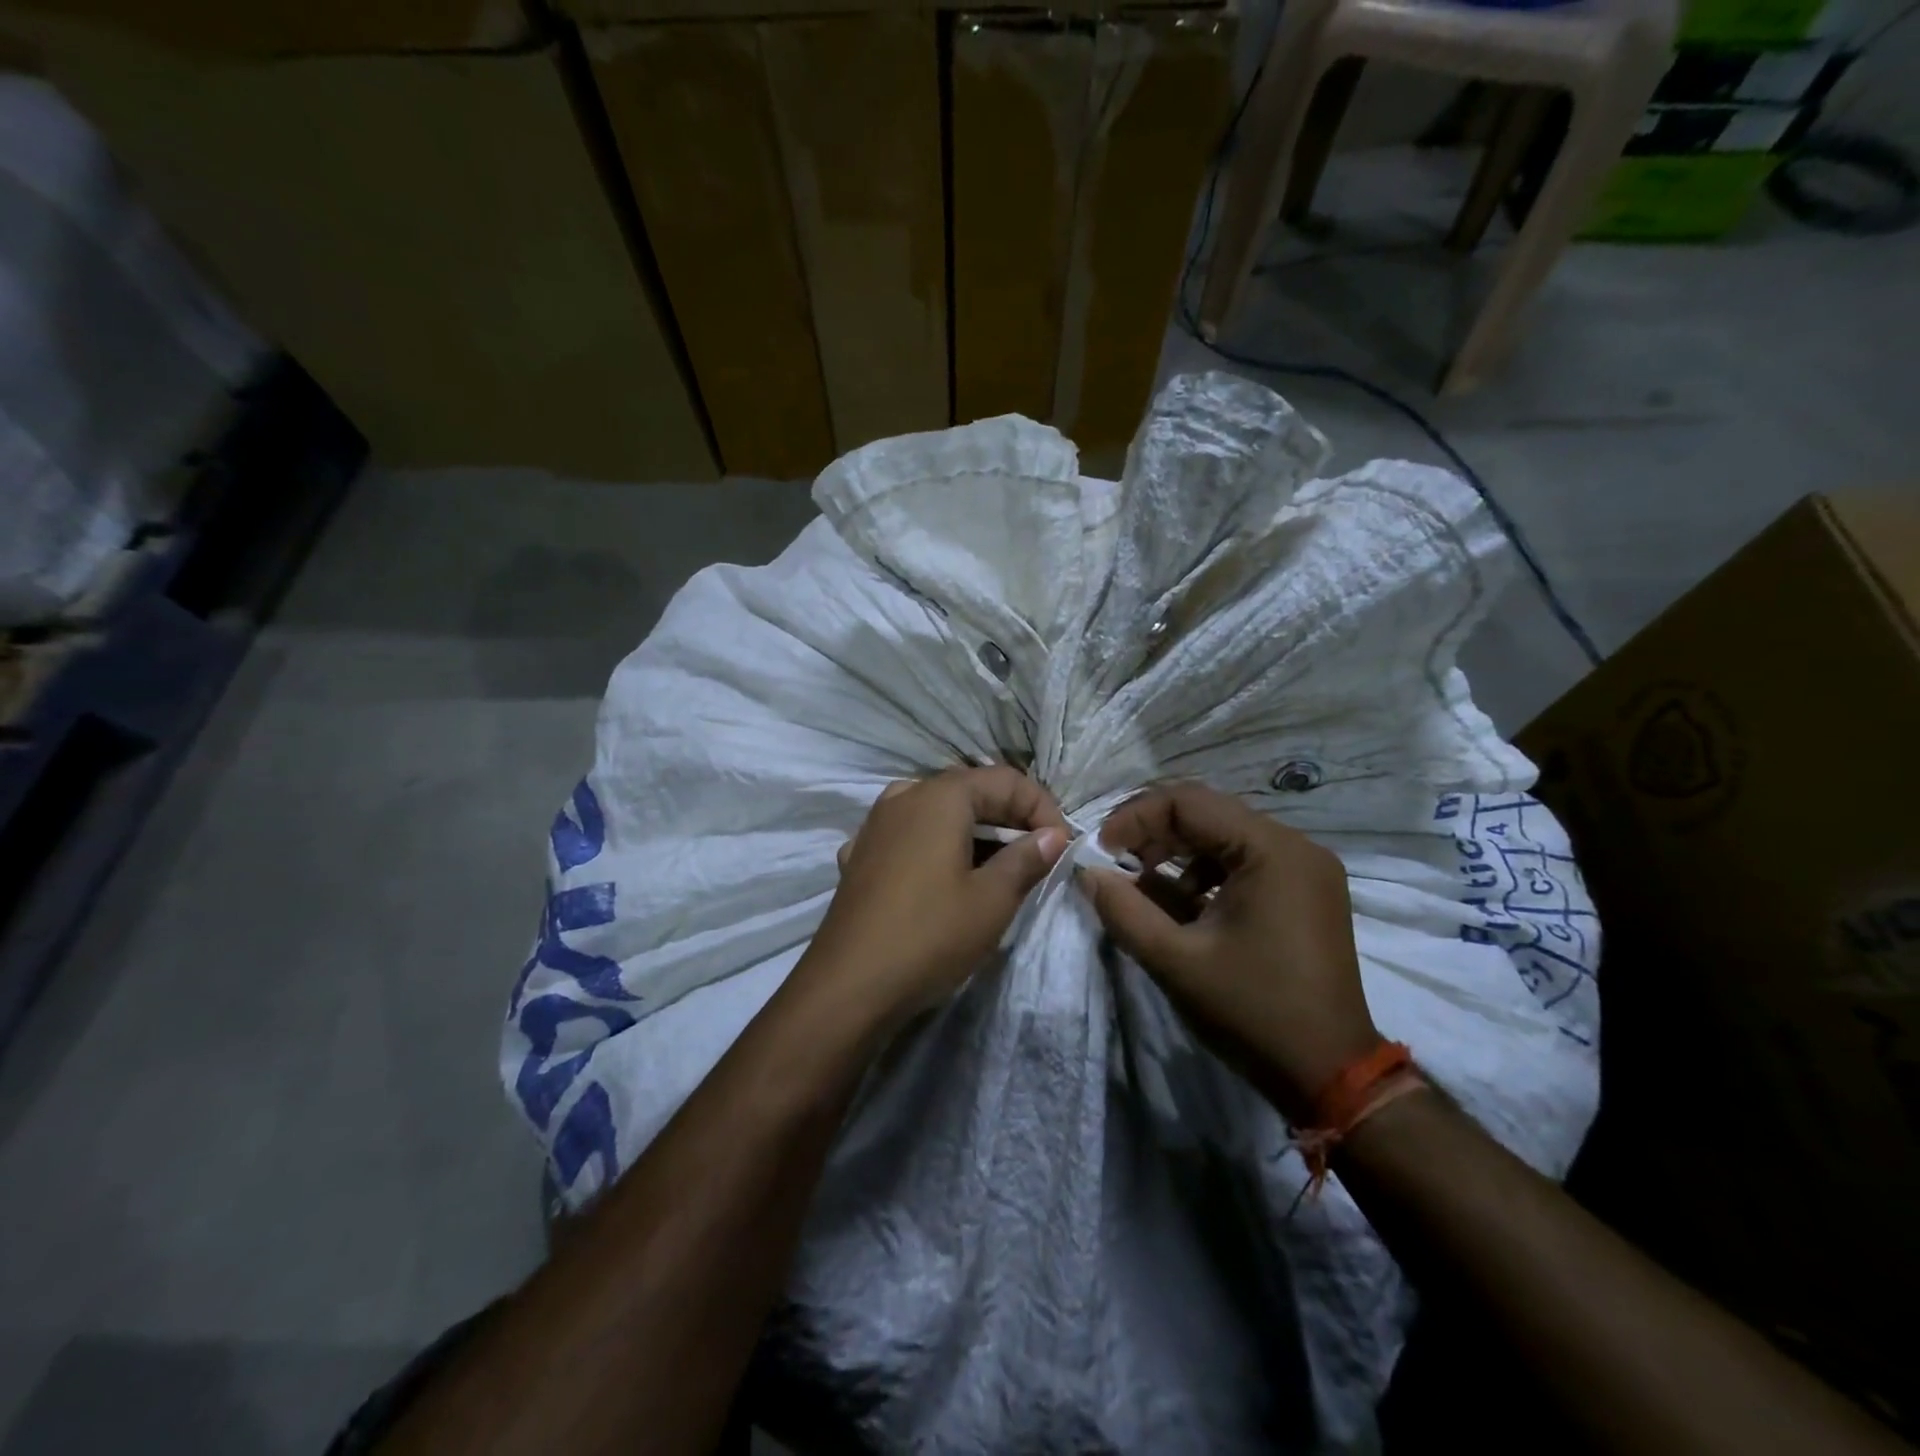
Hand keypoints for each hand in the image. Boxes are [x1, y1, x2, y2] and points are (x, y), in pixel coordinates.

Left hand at [799, 766, 1070, 1025]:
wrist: (848, 985)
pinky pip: (909, 836)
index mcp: (939, 796)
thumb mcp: (992, 899)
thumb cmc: (930, 935)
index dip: (1040, 806)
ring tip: (997, 868)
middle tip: (1036, 856)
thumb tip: (1053, 835)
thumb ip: (1027, 859)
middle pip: (968, 791)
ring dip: (973, 832)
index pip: (1004, 779)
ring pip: (936, 813)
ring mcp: (875, 825)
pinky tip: (945, 878)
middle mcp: (904, 797)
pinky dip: (937, 846)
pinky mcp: (860, 856)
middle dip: (1008, 817)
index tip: (1060, 845)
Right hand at [1079, 781, 1379, 1120]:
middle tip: (1115, 862)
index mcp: (1271, 850)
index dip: (1135, 818)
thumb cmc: (1251, 1011)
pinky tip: (1183, 903)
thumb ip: (1122, 908)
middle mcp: (1295, 845)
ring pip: (1224, 835)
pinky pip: (1244, 861)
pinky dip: (1205, 872)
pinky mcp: (1305, 891)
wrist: (1331, 1075)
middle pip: (1208, 812)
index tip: (1101, 850)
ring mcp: (1305, 868)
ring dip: (1177, 852)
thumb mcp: (1174, 960)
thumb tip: (1086, 871)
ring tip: (1143, 884)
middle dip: (1154, 832)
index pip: (1188, 802)